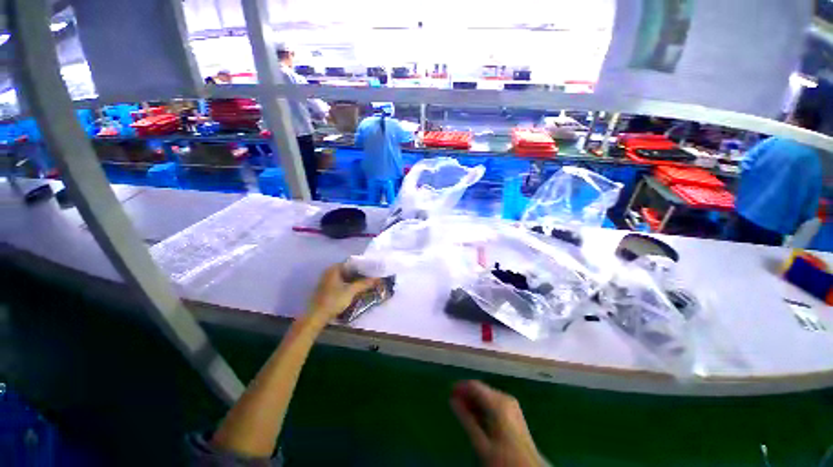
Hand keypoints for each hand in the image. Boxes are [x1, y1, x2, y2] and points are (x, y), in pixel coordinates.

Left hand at [307, 263, 378, 321]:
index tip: (371, 269)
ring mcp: (327, 280)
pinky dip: (349, 284)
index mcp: (334, 268)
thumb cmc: (333, 300)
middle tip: (371, 276)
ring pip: (345, 277)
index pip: (351, 263)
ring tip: (366, 282)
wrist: (316, 316)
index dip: (362, 266)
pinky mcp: (327, 289)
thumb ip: (364, 283)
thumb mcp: (351, 291)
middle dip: (359, 273)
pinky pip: (341, 283)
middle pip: (348, 270)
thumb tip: (377, 278)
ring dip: (354, 280)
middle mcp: (329, 272)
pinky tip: (356, 289)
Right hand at [451, 380, 543, 466]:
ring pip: (486, 395)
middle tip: (453, 402)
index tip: (448, 393)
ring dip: (473, 400)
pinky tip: (475, 415)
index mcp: (498, 403)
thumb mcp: (482, 442)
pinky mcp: (513, 410)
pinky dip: (482, 405)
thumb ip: (466, 419)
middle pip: (481, 389)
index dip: (460, 387)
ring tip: (461, 410)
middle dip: (466, 394)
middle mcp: (505, 397)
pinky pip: (493, 401)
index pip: (474, 386)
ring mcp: (510, 403)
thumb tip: (452, 400)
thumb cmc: (504, 458)